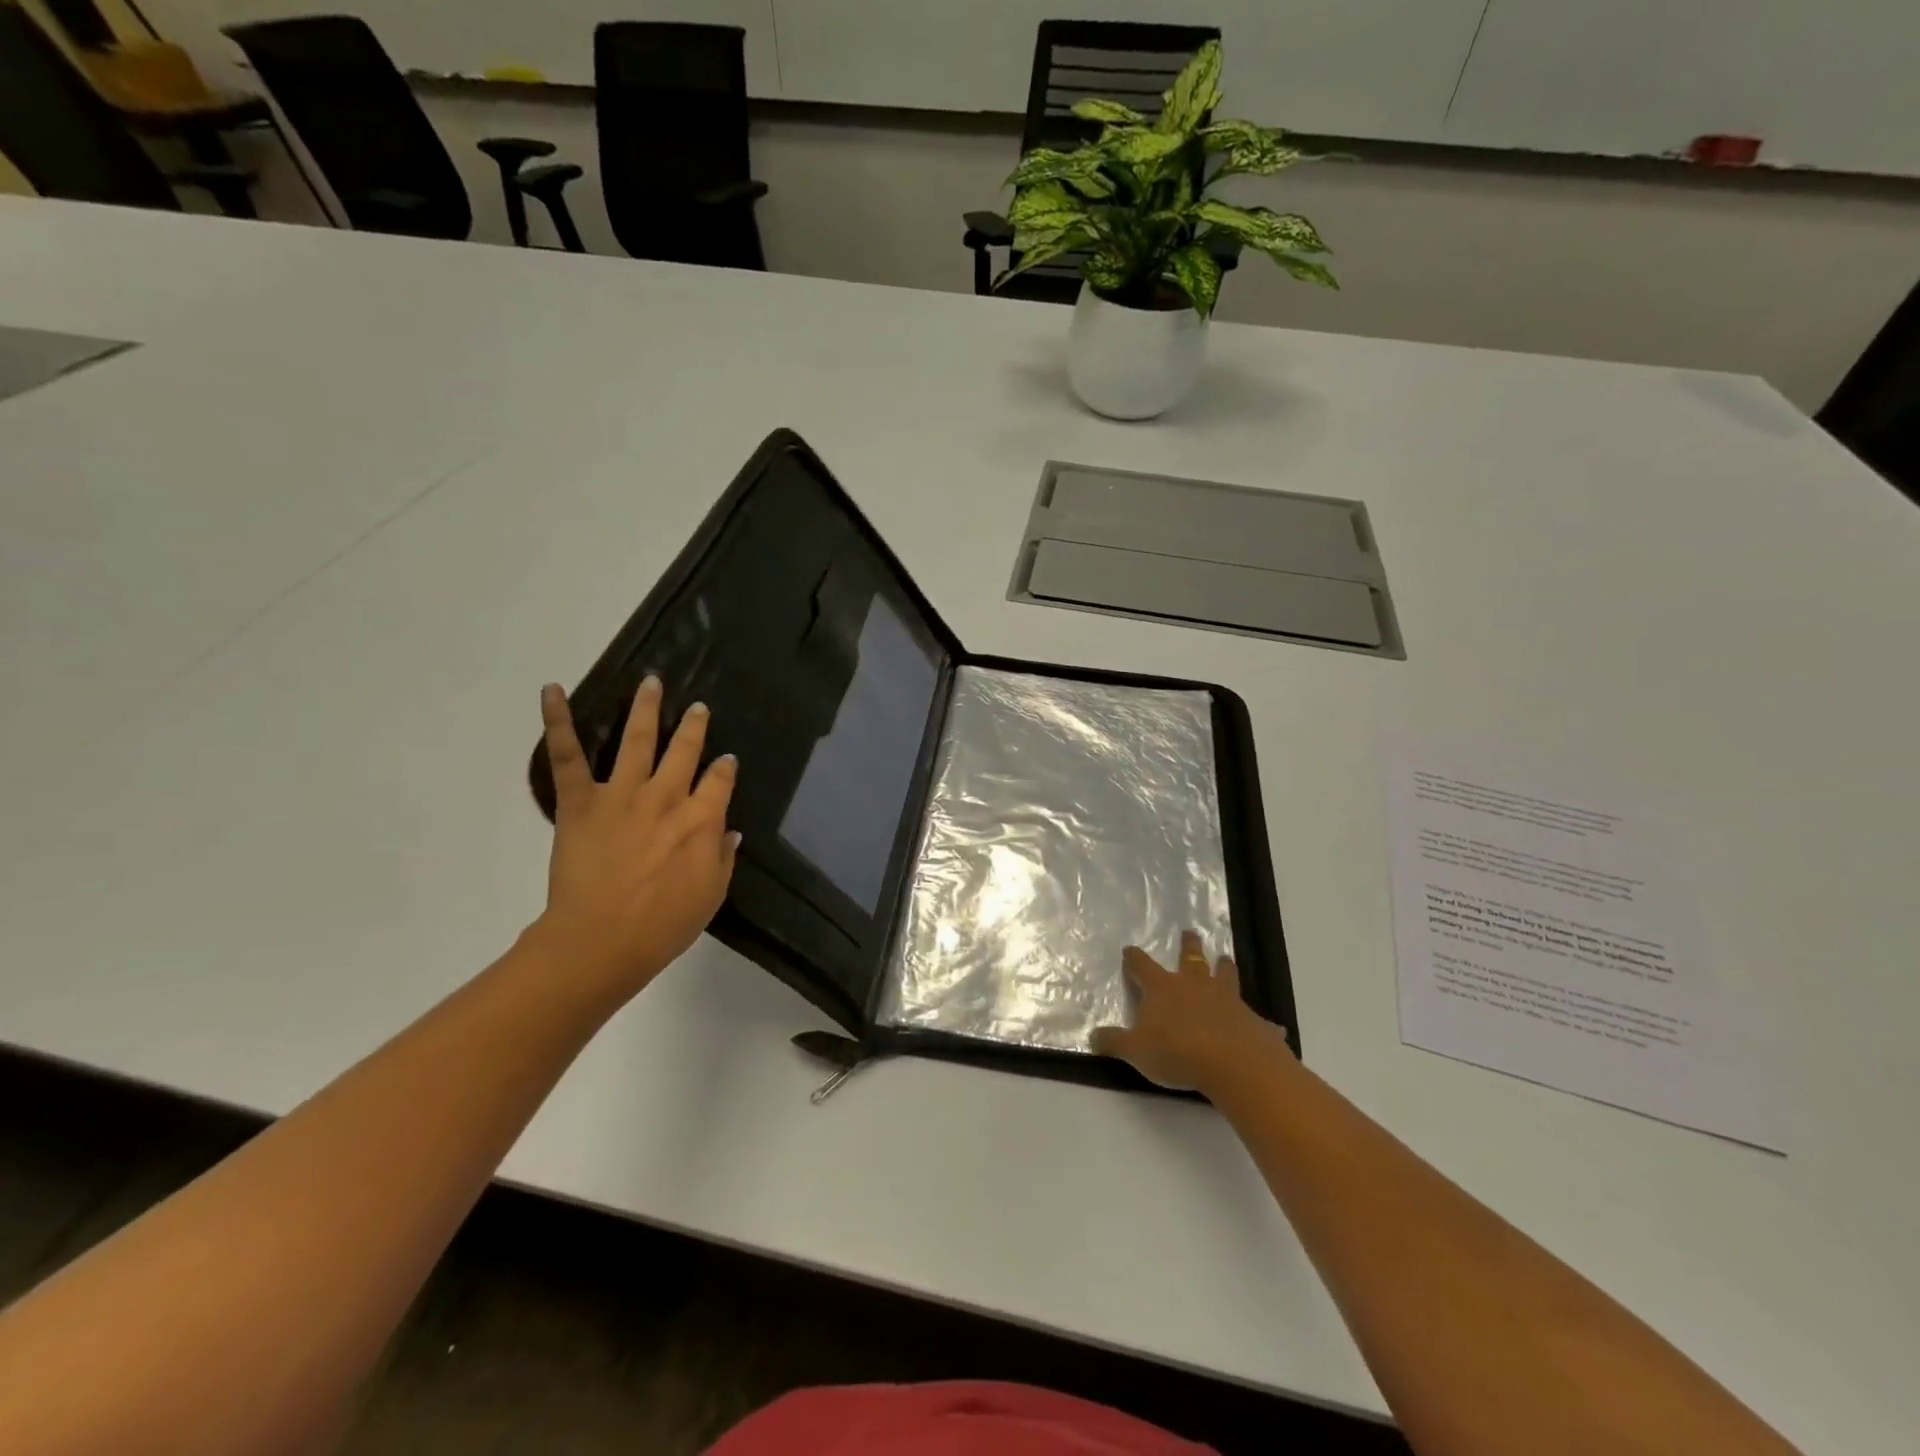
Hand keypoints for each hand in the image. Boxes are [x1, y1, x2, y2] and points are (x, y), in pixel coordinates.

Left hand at [529, 676, 738, 1004]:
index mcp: (701, 819)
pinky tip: (552, 691)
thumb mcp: (711, 894)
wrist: (600, 941)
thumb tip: (729, 830)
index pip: (720, 781)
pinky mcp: (580, 802)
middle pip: (684, 751)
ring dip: (646, 709)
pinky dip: (558, 721)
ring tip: (651, 683)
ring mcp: (622, 794)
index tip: (727, 761)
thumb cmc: (663, 925)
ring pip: (637, 740)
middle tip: (698, 707)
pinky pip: (568, 756)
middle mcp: (666, 797)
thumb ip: (723, 857)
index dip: (725, 768)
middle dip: (694, 727)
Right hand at [1091, 931, 1290, 1093]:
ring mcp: (1227, 1000)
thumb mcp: (1136, 1051)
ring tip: (1225, 959)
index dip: (1134, 958)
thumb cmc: (1177, 1052)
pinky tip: (1272, 1026)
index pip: (1143, 966)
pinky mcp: (1253, 1020)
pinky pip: (1259, 1019)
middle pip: (1190, 958)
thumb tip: (1092, 1036)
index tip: (1130, 949)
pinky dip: (1262, 1022)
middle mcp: (1195, 985)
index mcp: (1163, 988)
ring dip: (1224, 968)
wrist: (1234, 1064)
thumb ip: (1114, 1042)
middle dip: (1188, 945)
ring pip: (1225, 975)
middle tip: (1190, 932)